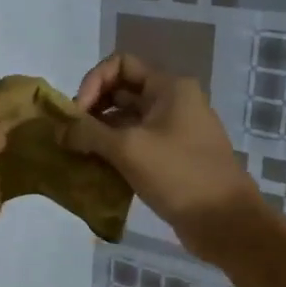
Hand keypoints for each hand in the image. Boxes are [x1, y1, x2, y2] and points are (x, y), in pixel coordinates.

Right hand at [61, 53, 265, 258]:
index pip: (120, 64)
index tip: (78, 114)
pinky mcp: (171, 158)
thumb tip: (59, 130)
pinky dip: (114, 152)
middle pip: (121, 91)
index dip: (93, 82)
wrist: (226, 222)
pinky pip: (135, 145)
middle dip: (92, 109)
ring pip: (127, 121)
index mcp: (169, 87)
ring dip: (100, 133)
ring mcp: (173, 131)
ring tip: (77, 154)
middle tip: (71, 136)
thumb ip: (88, 133)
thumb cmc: (179, 175)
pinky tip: (95, 170)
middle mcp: (172, 102)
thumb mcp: (128, 149)